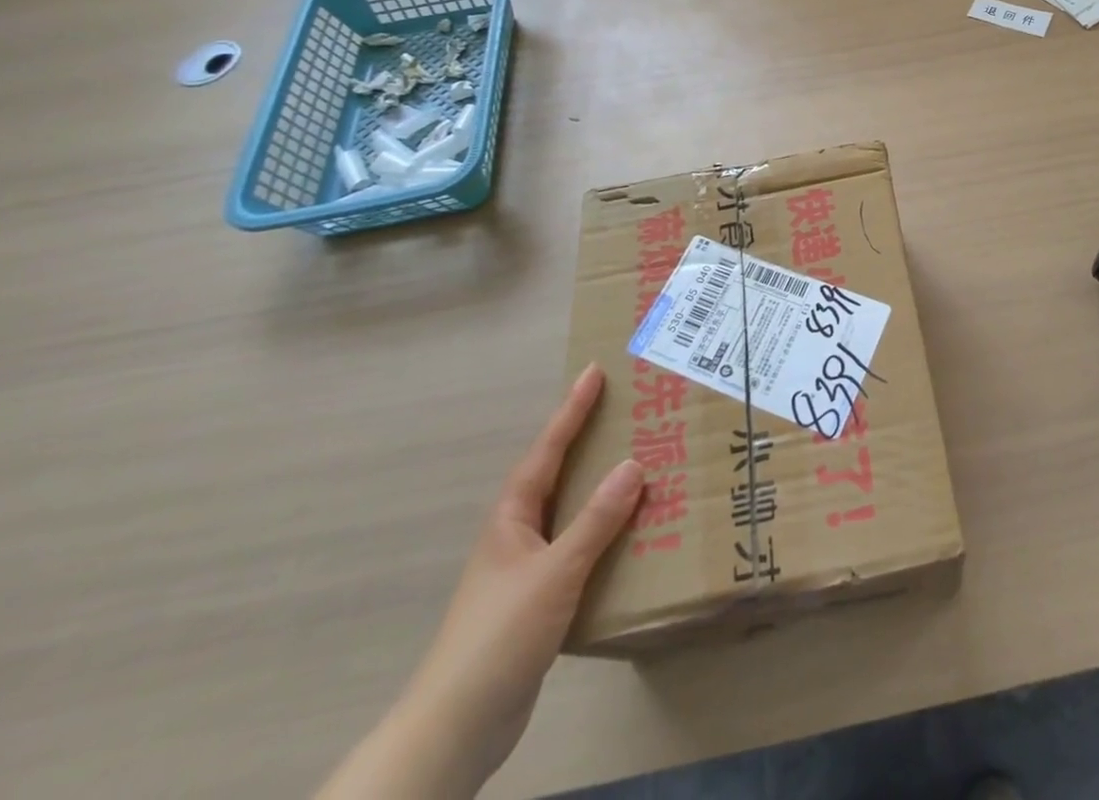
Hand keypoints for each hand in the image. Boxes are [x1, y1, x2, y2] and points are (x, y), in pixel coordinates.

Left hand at [319, 364, 643, 799]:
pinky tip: (632, 535)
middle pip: (558, 474)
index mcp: (513, 517)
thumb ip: (596, 520)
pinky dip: (605, 532)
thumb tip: (633, 464)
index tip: (593, 371)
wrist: (458, 727)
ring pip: (570, 512)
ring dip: (601, 487)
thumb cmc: (500, 635)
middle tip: (626, 410)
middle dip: (588, 441)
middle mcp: (518, 534)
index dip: (571, 410)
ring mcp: (526, 569)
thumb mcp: (555, 572)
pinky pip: (580, 548)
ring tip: (641, 462)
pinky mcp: (539, 601)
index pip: (547, 450)